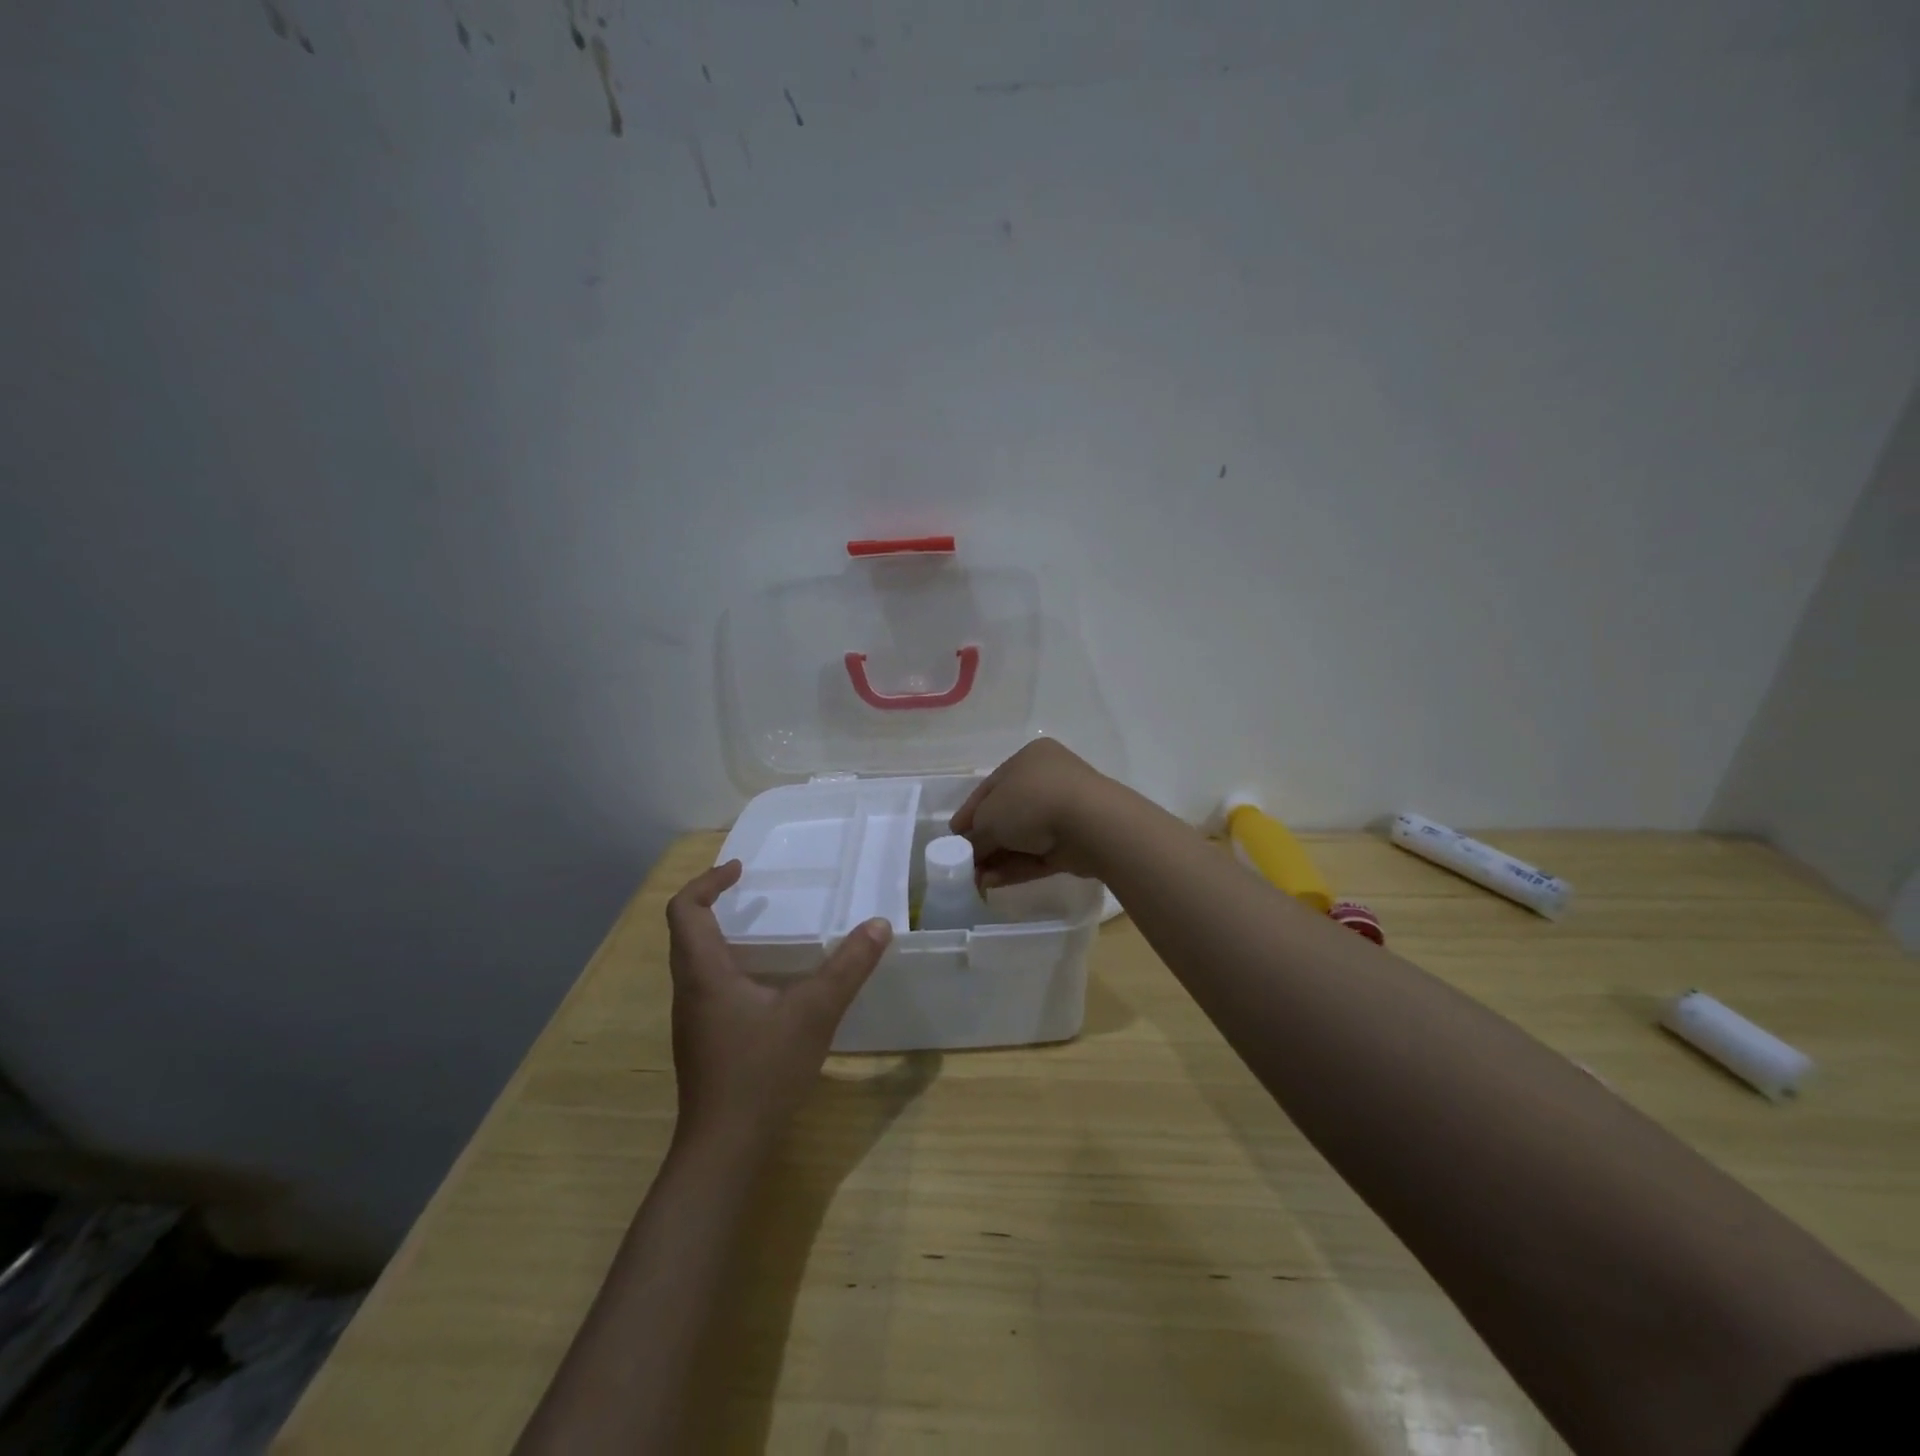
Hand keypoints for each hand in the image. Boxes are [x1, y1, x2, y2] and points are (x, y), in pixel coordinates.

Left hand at [666, 861, 891, 1151]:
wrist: (724, 1148)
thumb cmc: (762, 1071)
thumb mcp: (814, 1013)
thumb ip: (848, 968)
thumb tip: (879, 925)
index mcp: (704, 973)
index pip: (684, 910)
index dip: (707, 881)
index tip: (739, 869)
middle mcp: (689, 990)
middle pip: (685, 931)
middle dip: (712, 901)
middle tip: (749, 889)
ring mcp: (692, 1019)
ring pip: (694, 960)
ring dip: (720, 934)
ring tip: (762, 928)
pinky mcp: (702, 1040)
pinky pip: (706, 985)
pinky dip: (728, 964)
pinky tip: (766, 983)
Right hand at [949, 738, 1114, 887]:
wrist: (1092, 824)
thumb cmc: (1033, 803)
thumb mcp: (990, 817)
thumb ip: (975, 836)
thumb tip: (968, 853)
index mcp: (1028, 759)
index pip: (991, 787)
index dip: (969, 813)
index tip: (954, 836)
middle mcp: (1048, 780)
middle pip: (1007, 814)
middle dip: (984, 841)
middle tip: (964, 863)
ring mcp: (1065, 812)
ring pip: (1024, 837)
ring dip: (998, 858)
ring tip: (975, 880)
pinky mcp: (1075, 842)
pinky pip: (1039, 854)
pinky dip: (1017, 867)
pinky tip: (993, 883)